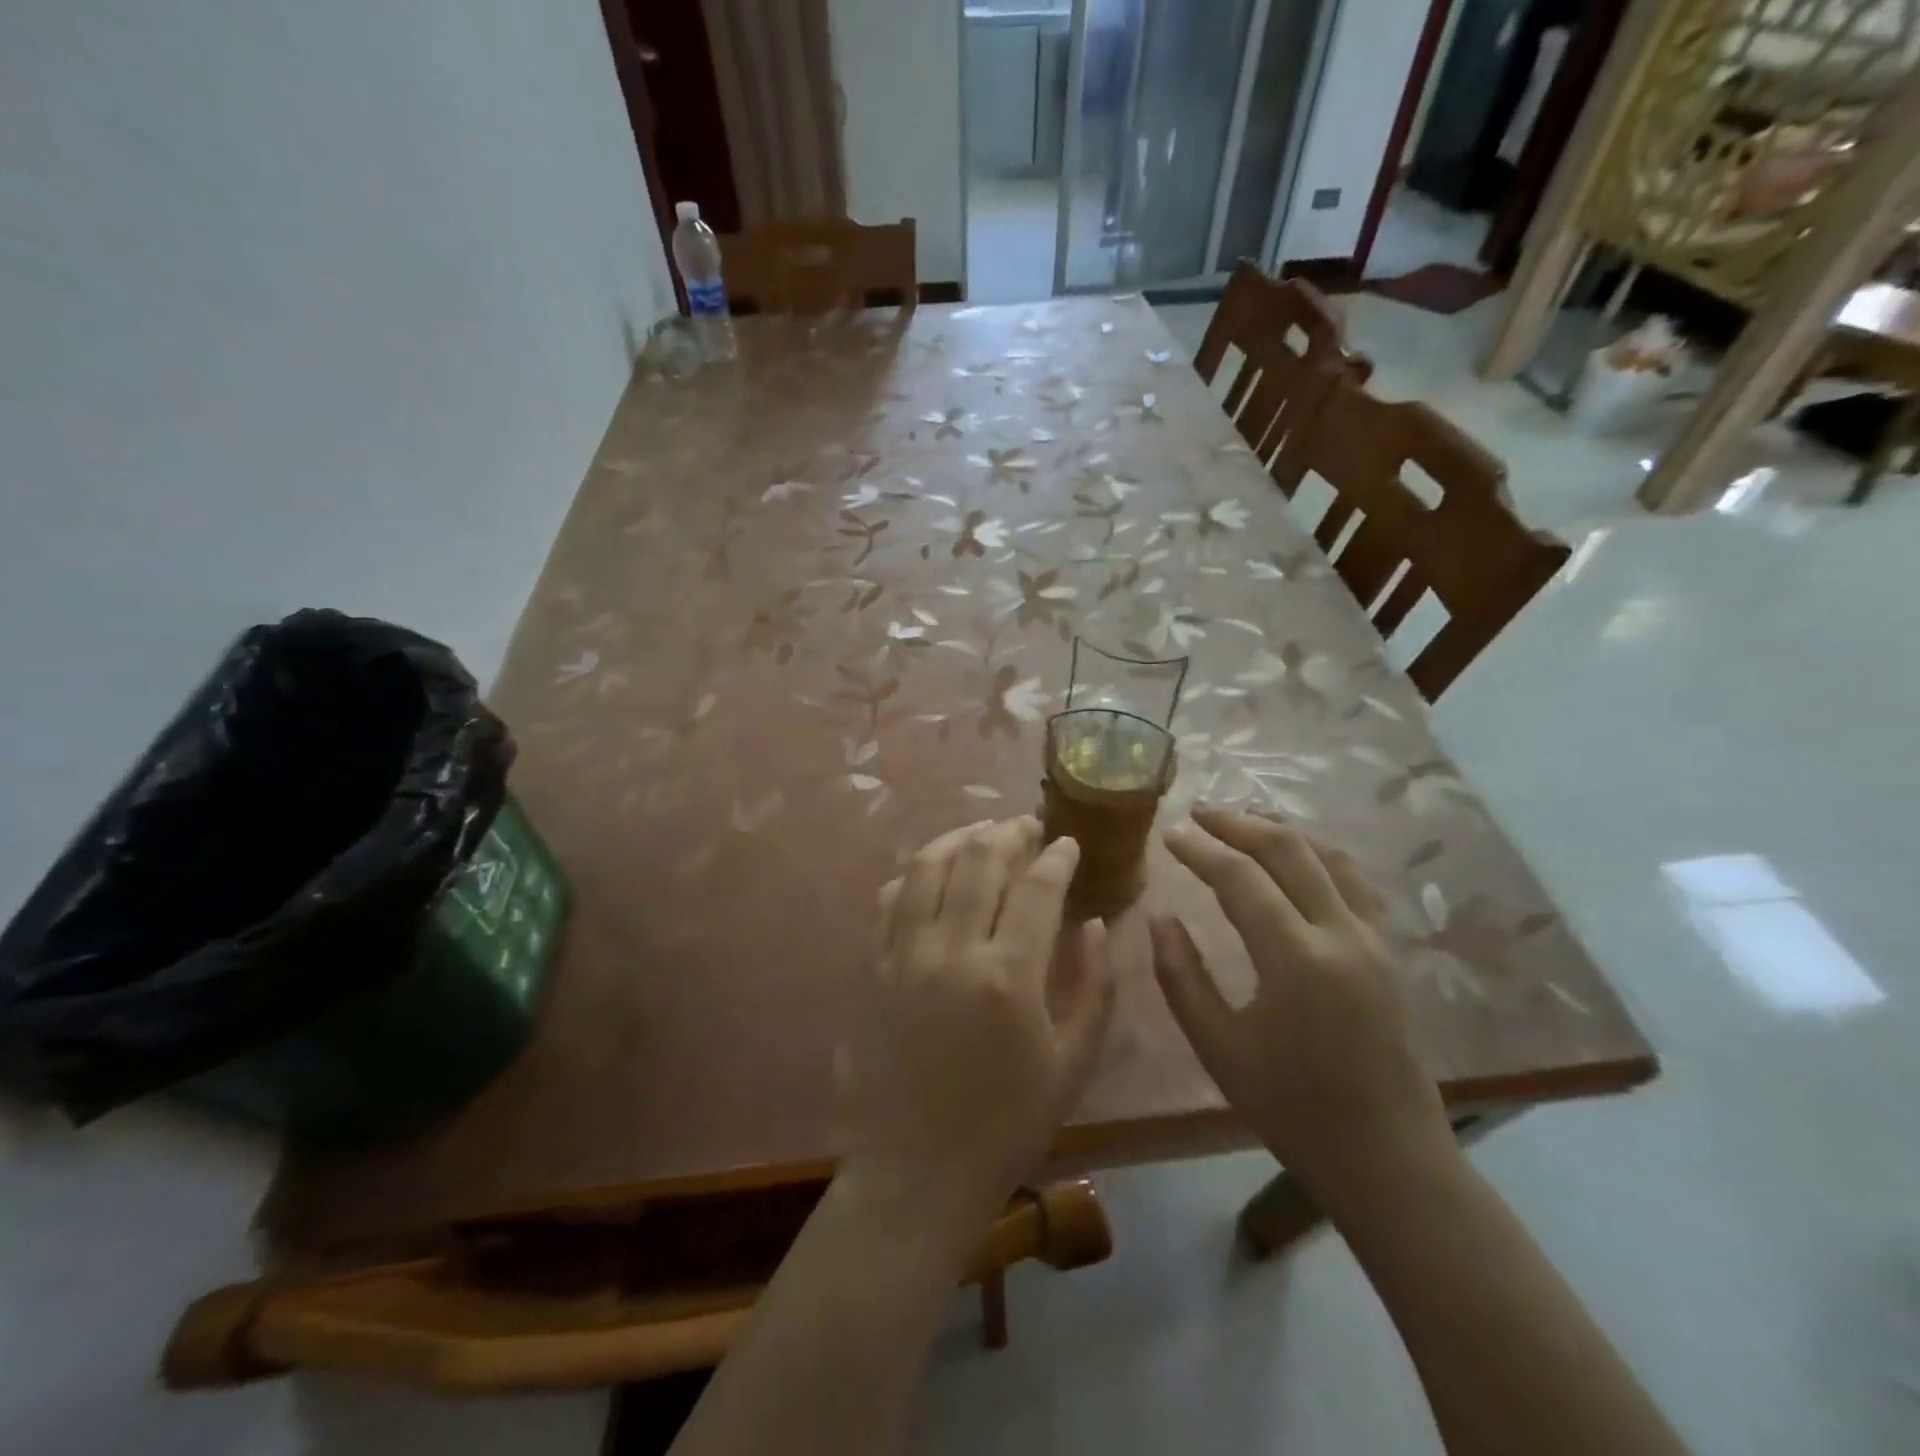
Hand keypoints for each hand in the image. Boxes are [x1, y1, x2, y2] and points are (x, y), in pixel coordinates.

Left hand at [844, 818, 1115, 1219]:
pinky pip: (888, 899)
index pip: (1037, 888)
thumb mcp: (1072, 1064)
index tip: (1069, 845)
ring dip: (958, 837)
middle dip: (1009, 832)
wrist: (918, 1169)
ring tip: (983, 831)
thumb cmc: (1007, 1123)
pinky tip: (931, 871)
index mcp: (1007, 976)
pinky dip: (913, 874)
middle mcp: (950, 950)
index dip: (1057, 857)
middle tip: (1028, 827)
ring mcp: (902, 955)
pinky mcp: (870, 967)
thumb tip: (1096, 923)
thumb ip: (1093, 986)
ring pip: (926, 867)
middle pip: (979, 860)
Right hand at [1151, 808, 1451, 1208]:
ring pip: (1328, 856)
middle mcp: (1342, 933)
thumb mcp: (1219, 1048)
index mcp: (1296, 958)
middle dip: (1239, 823)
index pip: (1240, 877)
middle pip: (1289, 850)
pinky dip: (1318, 855)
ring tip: (1242, 822)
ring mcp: (1374, 939)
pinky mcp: (1389, 952)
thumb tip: (1160, 918)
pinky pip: (1353, 881)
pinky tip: (1298, 859)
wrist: (1388, 1158)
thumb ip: (1181, 975)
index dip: (1199, 849)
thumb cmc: (1293, 1108)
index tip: (1168, 834)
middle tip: (1199, 813)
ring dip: (1281, 831)